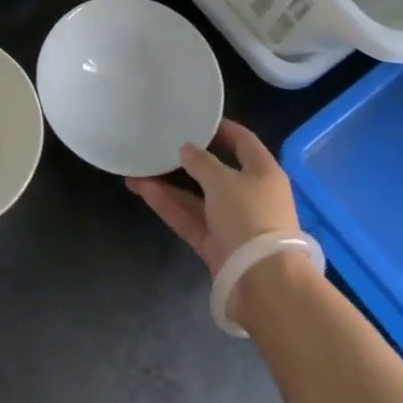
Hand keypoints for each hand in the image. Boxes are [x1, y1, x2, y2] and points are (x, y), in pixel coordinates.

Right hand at [127, 119, 299, 276]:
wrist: (264, 283)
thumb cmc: (250, 217)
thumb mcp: (223, 181)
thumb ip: (202, 162)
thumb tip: (187, 149)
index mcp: (263, 172)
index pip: (243, 141)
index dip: (221, 128)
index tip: (195, 118)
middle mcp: (250, 195)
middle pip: (216, 171)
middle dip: (187, 160)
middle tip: (161, 145)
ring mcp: (233, 223)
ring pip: (197, 198)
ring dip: (169, 184)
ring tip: (138, 169)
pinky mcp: (217, 246)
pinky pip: (190, 219)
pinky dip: (169, 206)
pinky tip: (143, 190)